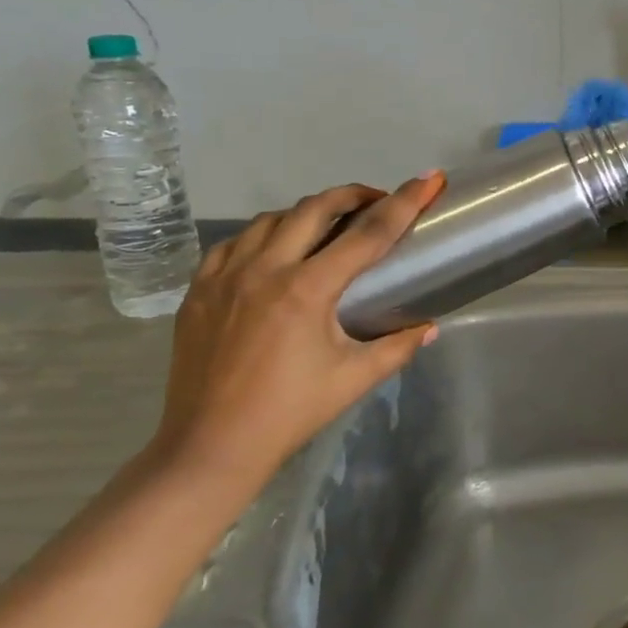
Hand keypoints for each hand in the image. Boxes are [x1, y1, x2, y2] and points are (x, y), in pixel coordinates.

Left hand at [153, 173, 446, 490]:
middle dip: (353, 195)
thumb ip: (397, 347)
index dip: (404, 202)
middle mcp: (265, 270)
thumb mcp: (353, 379)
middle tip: (376, 203)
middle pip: (316, 207)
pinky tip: (273, 251)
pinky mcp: (198, 291)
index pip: (368, 233)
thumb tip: (429, 327)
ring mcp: (224, 277)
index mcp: (307, 290)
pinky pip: (234, 243)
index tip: (429, 179)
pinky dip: (263, 235)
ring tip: (327, 227)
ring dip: (307, 213)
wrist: (209, 448)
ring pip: (272, 219)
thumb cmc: (289, 413)